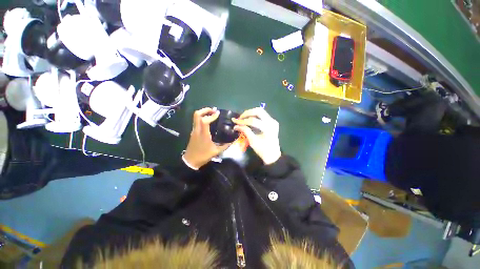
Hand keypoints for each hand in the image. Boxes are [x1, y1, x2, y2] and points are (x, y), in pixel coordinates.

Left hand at [183, 108, 230, 168]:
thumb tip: (232, 141)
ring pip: (196, 117)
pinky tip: (208, 121)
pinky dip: (202, 118)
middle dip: (205, 110)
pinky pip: (197, 121)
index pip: (205, 120)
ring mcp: (194, 131)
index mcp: (203, 134)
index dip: (211, 116)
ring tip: (212, 114)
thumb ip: (225, 145)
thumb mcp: (216, 151)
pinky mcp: (193, 132)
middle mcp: (197, 130)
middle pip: (197, 115)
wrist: (190, 161)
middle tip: (213, 110)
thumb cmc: (203, 156)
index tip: (218, 114)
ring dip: (203, 113)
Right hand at [232, 108, 280, 164]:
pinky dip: (255, 115)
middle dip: (247, 113)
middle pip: (258, 111)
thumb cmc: (263, 150)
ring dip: (251, 113)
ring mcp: (273, 121)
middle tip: (240, 118)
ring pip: (261, 111)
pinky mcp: (272, 122)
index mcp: (267, 128)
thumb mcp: (253, 141)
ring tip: (243, 118)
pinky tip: (250, 119)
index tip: (235, 121)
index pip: (253, 121)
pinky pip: (263, 115)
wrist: (273, 155)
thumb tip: (236, 126)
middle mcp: (271, 122)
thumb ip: (245, 131)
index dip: (243, 121)